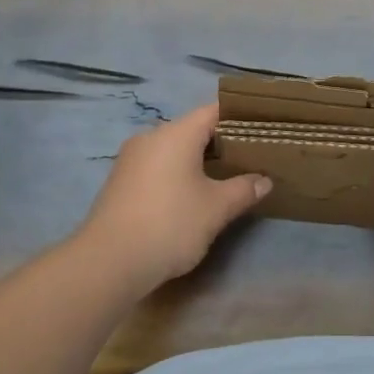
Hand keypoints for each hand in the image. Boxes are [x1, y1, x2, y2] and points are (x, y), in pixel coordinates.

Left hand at [73, 103, 271, 292]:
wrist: (108, 262)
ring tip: (225, 177)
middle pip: (192, 129)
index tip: (261, 128)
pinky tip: (191, 195)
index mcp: (176, 133)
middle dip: (221, 142)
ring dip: (198, 160)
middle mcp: (151, 137)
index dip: (239, 117)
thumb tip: (264, 180)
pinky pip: (157, 166)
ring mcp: (131, 159)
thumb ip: (243, 189)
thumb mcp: (216, 208)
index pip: (213, 111)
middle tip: (250, 157)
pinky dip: (177, 173)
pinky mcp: (120, 182)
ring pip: (173, 149)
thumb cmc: (170, 224)